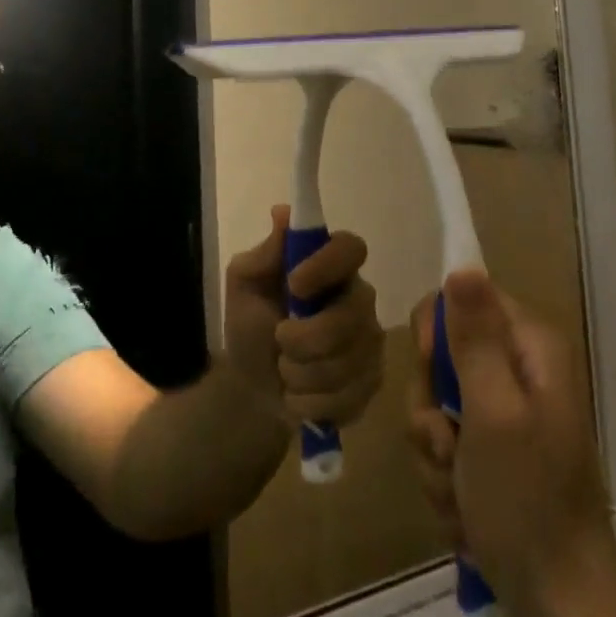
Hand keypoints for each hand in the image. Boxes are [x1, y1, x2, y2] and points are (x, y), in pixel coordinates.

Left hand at [223, 206, 383, 427]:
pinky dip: (310, 403)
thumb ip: (264, 253)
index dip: (327, 265)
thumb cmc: (251, 323)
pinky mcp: (371, 383)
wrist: (252, 386)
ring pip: (346, 363)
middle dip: (304, 338)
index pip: (351, 248)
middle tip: (279, 338)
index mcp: (331, 265)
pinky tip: (298, 395)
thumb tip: (283, 213)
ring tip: (285, 369)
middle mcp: (359, 298)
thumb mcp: (244, 284)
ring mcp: (370, 342)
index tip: (294, 284)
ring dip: (300, 373)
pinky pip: (347, 398)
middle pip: (350, 316)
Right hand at [407, 272, 615, 616]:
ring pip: (435, 405)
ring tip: (460, 491)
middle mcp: (518, 370)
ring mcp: (505, 414)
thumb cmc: (527, 502)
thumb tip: (463, 265)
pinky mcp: (493, 453)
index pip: (458, 300)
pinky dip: (445, 479)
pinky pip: (444, 444)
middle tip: (449, 446)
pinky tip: (465, 512)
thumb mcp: (493, 412)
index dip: (435, 336)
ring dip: (434, 452)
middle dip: (431, 409)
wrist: (561, 606)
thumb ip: (474, 339)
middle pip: (441, 356)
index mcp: (529, 347)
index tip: (434, 377)